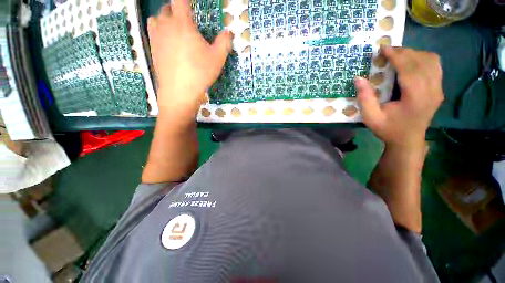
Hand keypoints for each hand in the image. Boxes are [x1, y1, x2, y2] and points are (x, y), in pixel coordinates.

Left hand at [147, 1, 232, 115]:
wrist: (179, 92)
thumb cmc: (199, 73)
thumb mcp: (217, 59)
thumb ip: (224, 43)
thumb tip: (229, 33)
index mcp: (182, 23)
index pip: (181, 0)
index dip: (186, 0)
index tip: (191, 4)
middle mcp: (166, 25)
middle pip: (168, 8)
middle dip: (177, 10)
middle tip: (187, 20)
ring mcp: (156, 37)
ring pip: (157, 18)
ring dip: (166, 19)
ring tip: (176, 30)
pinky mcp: (152, 49)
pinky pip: (154, 32)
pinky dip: (161, 32)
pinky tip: (169, 43)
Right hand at [355, 46, 443, 149]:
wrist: (408, 141)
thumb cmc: (388, 130)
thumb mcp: (371, 118)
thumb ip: (365, 98)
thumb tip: (358, 78)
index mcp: (416, 98)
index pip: (409, 69)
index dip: (396, 56)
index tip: (384, 48)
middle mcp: (432, 90)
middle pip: (421, 61)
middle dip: (404, 52)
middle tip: (387, 52)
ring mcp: (438, 89)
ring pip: (431, 60)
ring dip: (414, 54)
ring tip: (398, 56)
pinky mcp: (439, 89)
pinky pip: (435, 66)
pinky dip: (423, 59)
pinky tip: (412, 62)